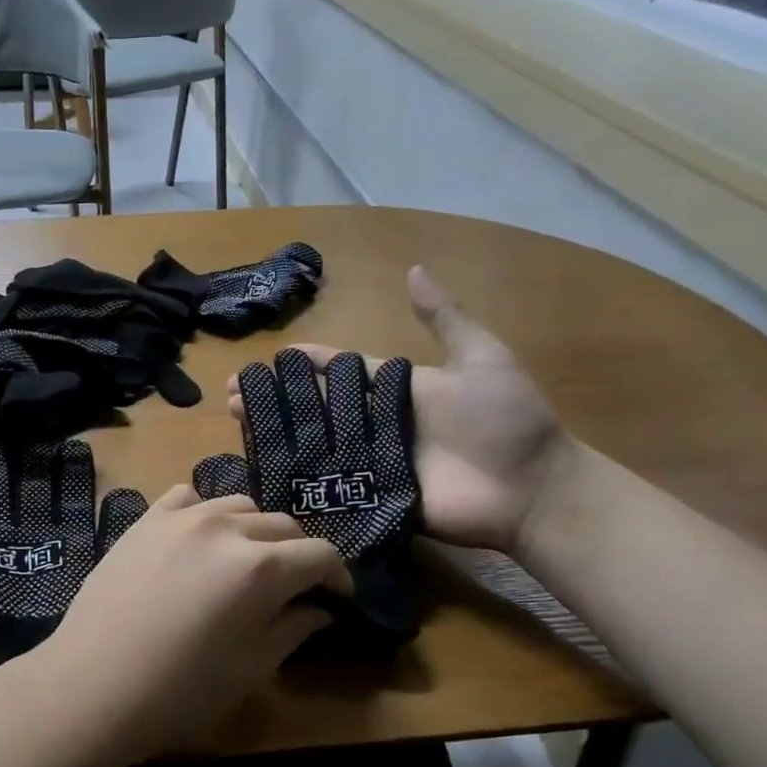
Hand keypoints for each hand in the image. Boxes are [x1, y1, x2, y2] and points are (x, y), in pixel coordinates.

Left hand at [32, 484, 349, 763]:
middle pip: (283, 525)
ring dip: (255, 530)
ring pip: (239, 505)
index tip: (339, 598)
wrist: (90, 686)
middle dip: (299, 554)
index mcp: (260, 568)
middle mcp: (225, 528)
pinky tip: (199, 538)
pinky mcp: (145, 520)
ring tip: (247, 560)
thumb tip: (319, 610)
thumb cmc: (177, 694)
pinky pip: (188, 497)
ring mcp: (181, 518)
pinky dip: (205, 512)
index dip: (338, 576)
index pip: (320, 554)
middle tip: (295, 587)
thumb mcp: (248, 670)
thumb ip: (291, 630)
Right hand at [227, 266, 565, 553]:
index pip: (339, 371)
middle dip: (276, 399)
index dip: (306, 363)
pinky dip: (297, 475)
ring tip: (237, 423)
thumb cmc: (507, 421)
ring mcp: (372, 461)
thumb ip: (445, 319)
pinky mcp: (372, 496)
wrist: (532, 490)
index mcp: (394, 389)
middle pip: (316, 407)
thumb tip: (413, 270)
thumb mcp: (482, 359)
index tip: (270, 358)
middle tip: (234, 395)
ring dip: (275, 432)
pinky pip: (329, 483)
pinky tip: (262, 465)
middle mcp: (376, 423)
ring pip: (314, 442)